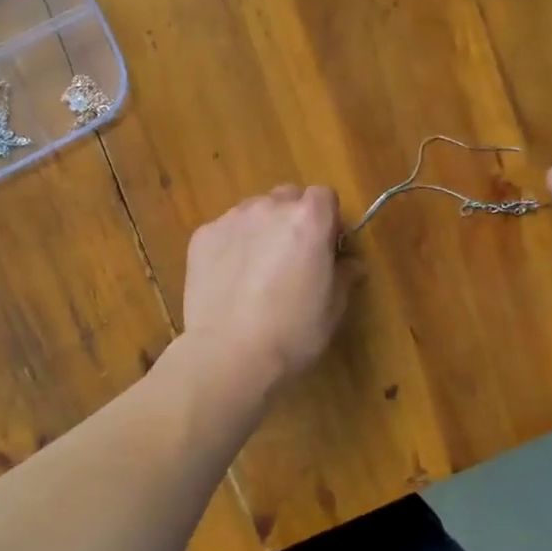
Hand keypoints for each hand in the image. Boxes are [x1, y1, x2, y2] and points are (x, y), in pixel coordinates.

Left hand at [180, 186, 352, 396]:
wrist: (229, 355)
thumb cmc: (293, 333)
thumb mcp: (333, 308)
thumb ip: (344, 275)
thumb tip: (350, 263)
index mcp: (309, 219)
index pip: (324, 195)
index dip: (327, 219)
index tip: (325, 247)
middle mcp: (270, 207)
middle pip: (287, 197)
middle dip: (293, 218)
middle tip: (292, 257)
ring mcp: (232, 219)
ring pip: (253, 211)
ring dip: (261, 229)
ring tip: (256, 270)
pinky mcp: (202, 236)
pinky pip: (225, 231)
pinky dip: (231, 246)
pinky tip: (229, 280)